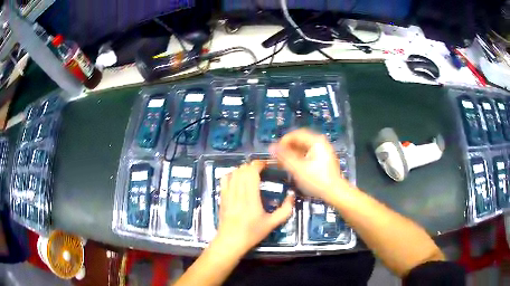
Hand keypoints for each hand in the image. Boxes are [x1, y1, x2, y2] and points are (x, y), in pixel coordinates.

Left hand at [213, 161, 294, 255]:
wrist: (231, 241)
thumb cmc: (252, 233)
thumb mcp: (272, 223)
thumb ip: (285, 209)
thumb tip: (292, 195)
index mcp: (251, 196)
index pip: (252, 172)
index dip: (259, 164)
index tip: (267, 165)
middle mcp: (238, 191)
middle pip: (243, 169)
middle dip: (253, 165)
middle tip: (262, 169)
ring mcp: (228, 193)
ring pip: (234, 172)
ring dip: (243, 169)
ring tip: (251, 173)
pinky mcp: (222, 196)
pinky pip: (225, 179)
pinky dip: (232, 174)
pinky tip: (237, 179)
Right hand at [270, 129, 348, 200]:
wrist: (335, 192)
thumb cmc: (317, 180)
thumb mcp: (298, 169)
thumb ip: (284, 157)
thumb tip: (271, 147)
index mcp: (316, 141)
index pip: (296, 134)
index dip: (283, 141)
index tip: (275, 152)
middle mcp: (320, 142)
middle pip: (300, 140)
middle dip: (287, 147)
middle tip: (278, 157)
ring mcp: (323, 151)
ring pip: (304, 147)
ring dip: (293, 153)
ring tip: (284, 163)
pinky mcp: (323, 159)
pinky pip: (308, 153)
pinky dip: (300, 157)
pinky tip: (294, 166)